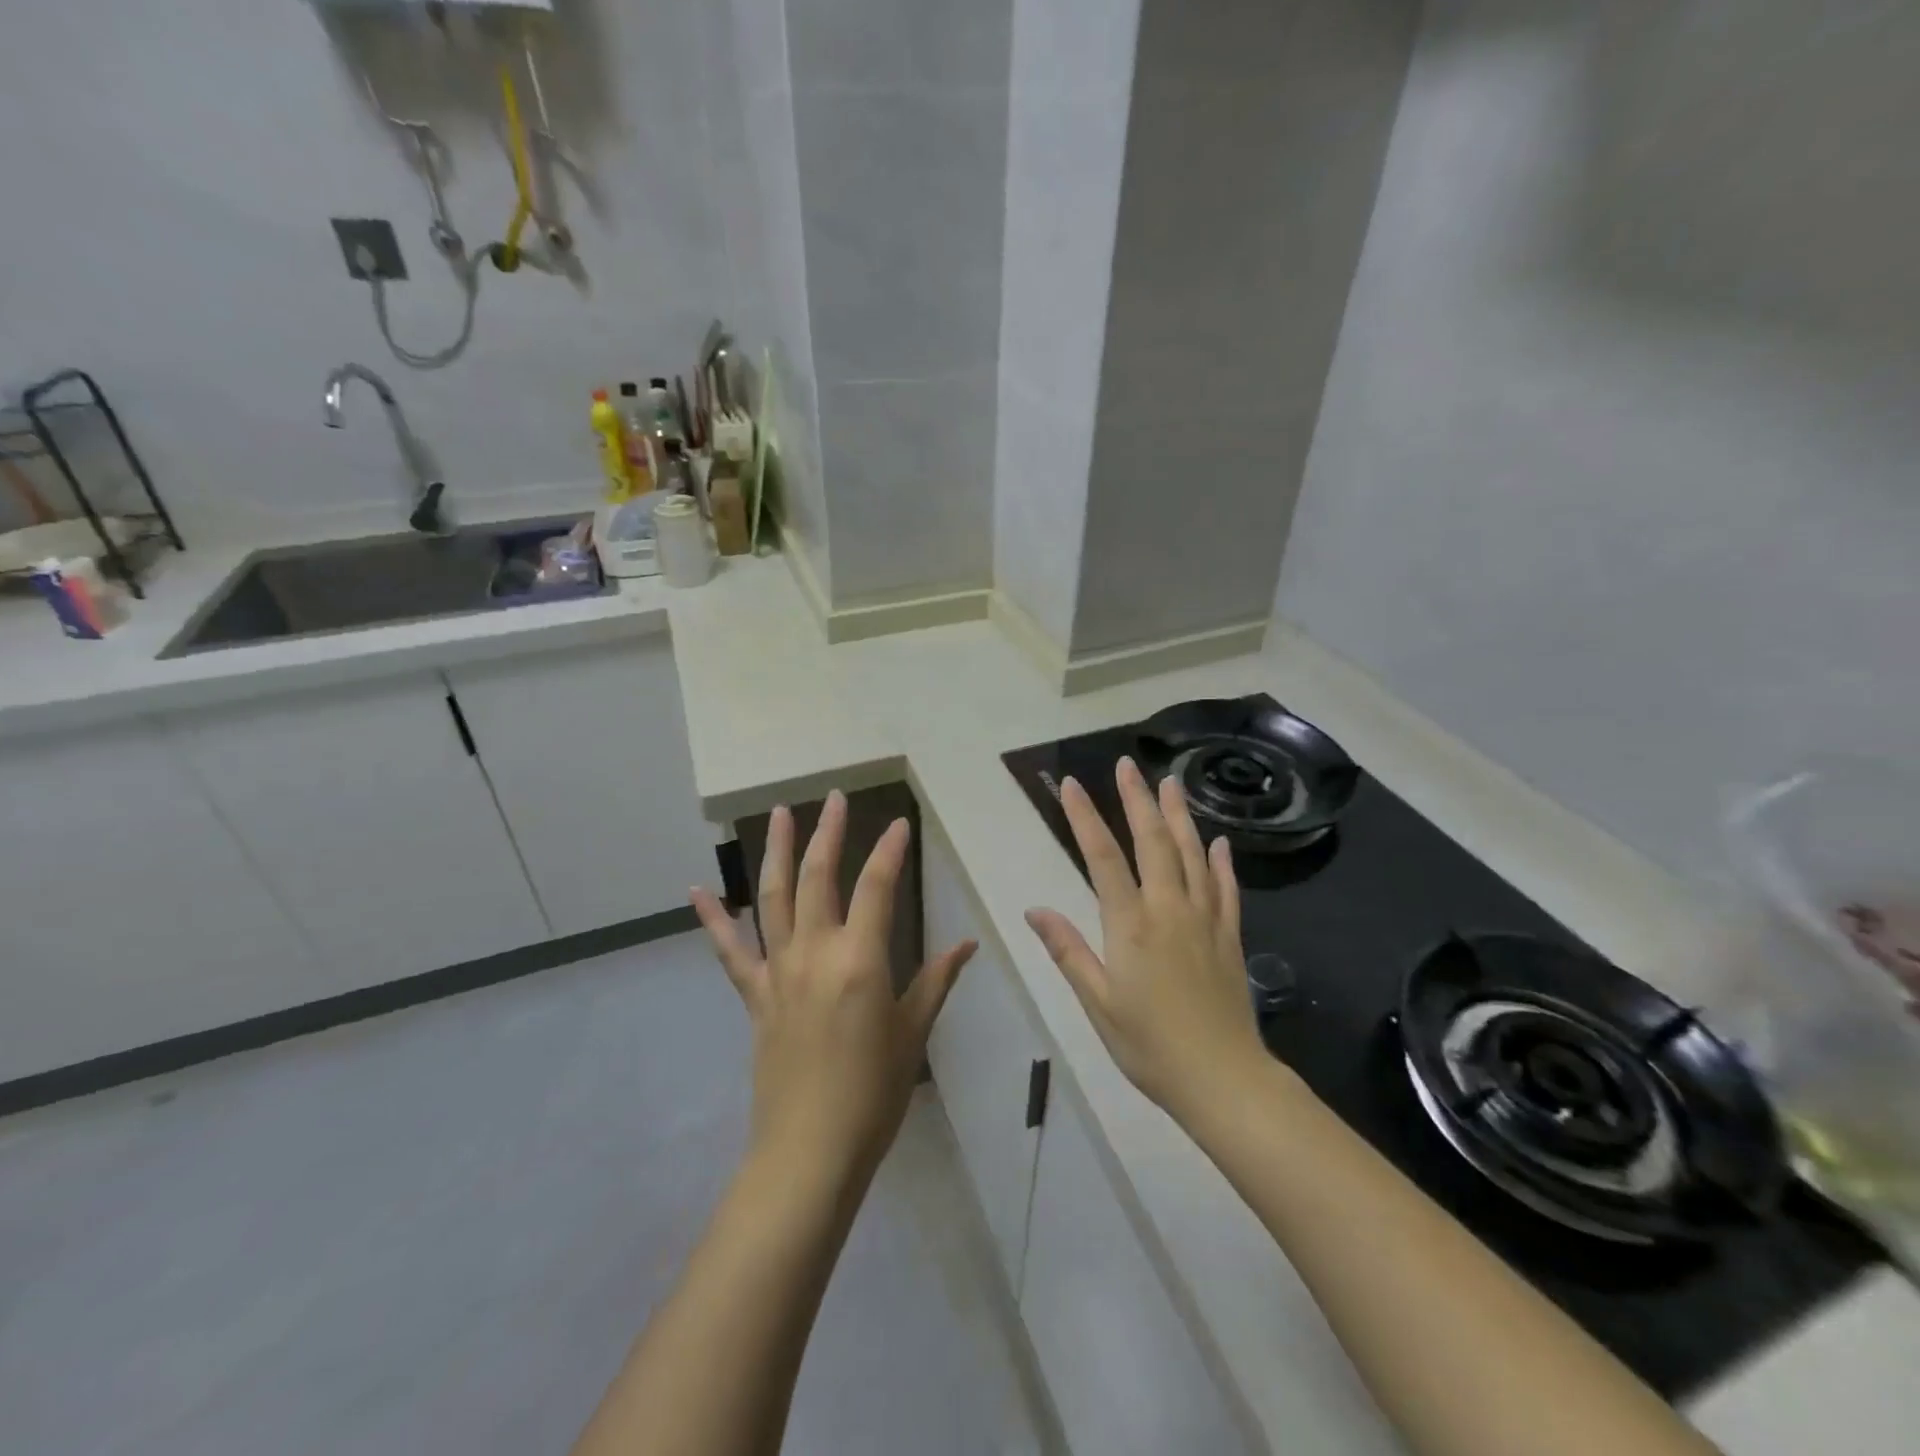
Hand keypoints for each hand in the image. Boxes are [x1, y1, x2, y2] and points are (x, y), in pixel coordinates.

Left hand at [691, 791, 975, 1177]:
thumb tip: (968, 944)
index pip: (877, 887)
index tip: (900, 823)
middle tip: (834, 798)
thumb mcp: (913, 1033)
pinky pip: (730, 951)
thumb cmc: (873, 1093)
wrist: (809, 1152)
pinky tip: (697, 891)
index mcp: (860, 960)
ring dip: (778, 852)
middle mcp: (814, 952)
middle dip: (829, 832)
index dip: (890, 851)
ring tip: (779, 813)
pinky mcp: (755, 996)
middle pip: (819, 877)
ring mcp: (778, 971)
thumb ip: (937, 980)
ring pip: (773, 897)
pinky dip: (713, 920)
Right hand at [1025, 758, 1266, 1121]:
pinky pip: (1227, 888)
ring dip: (1179, 816)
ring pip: (1192, 854)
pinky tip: (1219, 840)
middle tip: (1128, 765)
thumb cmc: (1149, 1044)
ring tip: (1170, 782)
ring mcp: (1204, 920)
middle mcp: (1169, 909)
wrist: (1223, 1079)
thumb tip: (1034, 909)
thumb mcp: (1097, 1003)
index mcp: (1130, 925)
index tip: (1072, 784)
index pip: (1103, 858)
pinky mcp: (1230, 936)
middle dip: (1137, 800)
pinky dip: (1222, 861)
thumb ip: (1068, 951)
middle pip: (1152, 842)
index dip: (1086, 818)